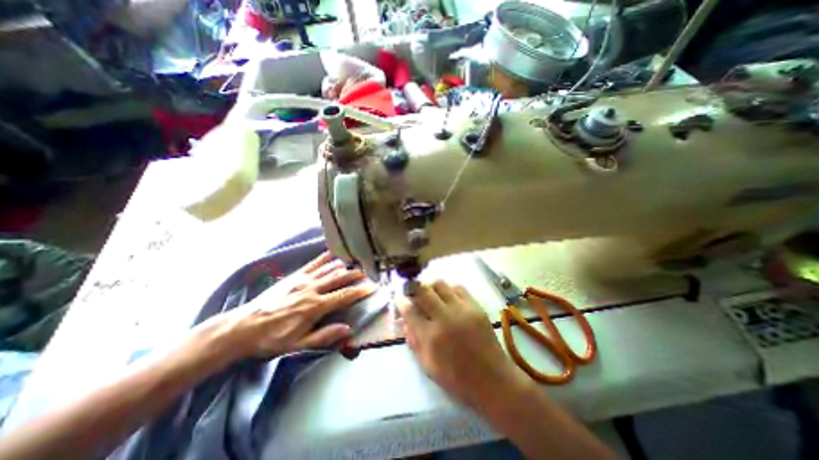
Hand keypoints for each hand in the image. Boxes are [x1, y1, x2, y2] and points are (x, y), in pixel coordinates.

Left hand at [209, 254, 373, 360]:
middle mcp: (312, 289)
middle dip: (355, 274)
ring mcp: (303, 280)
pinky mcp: (294, 276)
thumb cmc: (273, 338)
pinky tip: (332, 253)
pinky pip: (313, 263)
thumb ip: (324, 336)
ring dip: (344, 265)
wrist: (243, 327)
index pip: (344, 296)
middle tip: (366, 273)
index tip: (371, 287)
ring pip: (329, 269)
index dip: (359, 291)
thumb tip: (348, 329)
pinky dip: (325, 258)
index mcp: (315, 306)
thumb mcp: (299, 344)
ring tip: (355, 262)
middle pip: (339, 278)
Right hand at [397, 281, 524, 406]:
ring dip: (430, 287)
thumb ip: (413, 341)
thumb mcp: (428, 366)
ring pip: (440, 284)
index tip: (400, 299)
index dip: (402, 302)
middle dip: (413, 288)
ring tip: (430, 294)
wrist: (492, 380)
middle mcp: (445, 318)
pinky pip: (458, 288)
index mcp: (431, 337)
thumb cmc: (457, 379)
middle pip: (423, 290)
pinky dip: (449, 289)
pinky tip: (448, 297)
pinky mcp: (476, 306)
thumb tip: (405, 321)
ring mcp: (462, 309)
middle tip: (412, 292)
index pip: (410, 310)